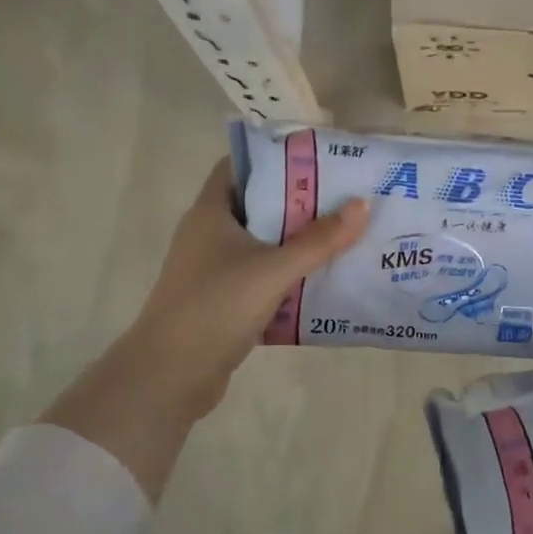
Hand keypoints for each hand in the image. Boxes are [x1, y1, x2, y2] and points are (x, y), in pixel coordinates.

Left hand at [41, 158, 368, 496]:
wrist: (170, 375)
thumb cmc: (216, 307)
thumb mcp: (273, 270)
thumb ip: (319, 240)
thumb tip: (362, 205)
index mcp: (210, 212)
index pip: (240, 167)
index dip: (276, 158)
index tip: (318, 159)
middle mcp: (208, 234)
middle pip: (258, 205)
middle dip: (299, 201)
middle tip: (344, 197)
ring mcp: (213, 268)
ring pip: (262, 243)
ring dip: (297, 240)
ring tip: (343, 234)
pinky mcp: (222, 299)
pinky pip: (261, 275)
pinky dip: (288, 273)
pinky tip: (322, 278)